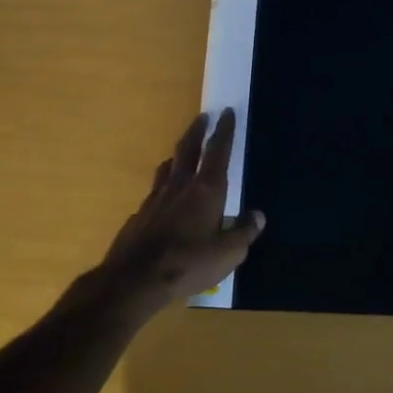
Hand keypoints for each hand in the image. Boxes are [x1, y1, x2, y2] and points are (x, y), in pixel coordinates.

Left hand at [96, 109, 264, 315]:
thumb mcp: (228, 254)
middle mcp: (180, 186)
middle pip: (188, 149)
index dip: (224, 131)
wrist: (135, 280)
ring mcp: (155, 199)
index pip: (218, 151)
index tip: (227, 112)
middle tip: (203, 117)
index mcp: (207, 190)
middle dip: (197, 131)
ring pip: (168, 168)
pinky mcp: (139, 215)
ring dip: (177, 156)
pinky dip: (163, 187)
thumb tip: (257, 215)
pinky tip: (164, 199)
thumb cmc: (189, 263)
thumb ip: (244, 232)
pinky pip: (154, 193)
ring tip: (182, 153)